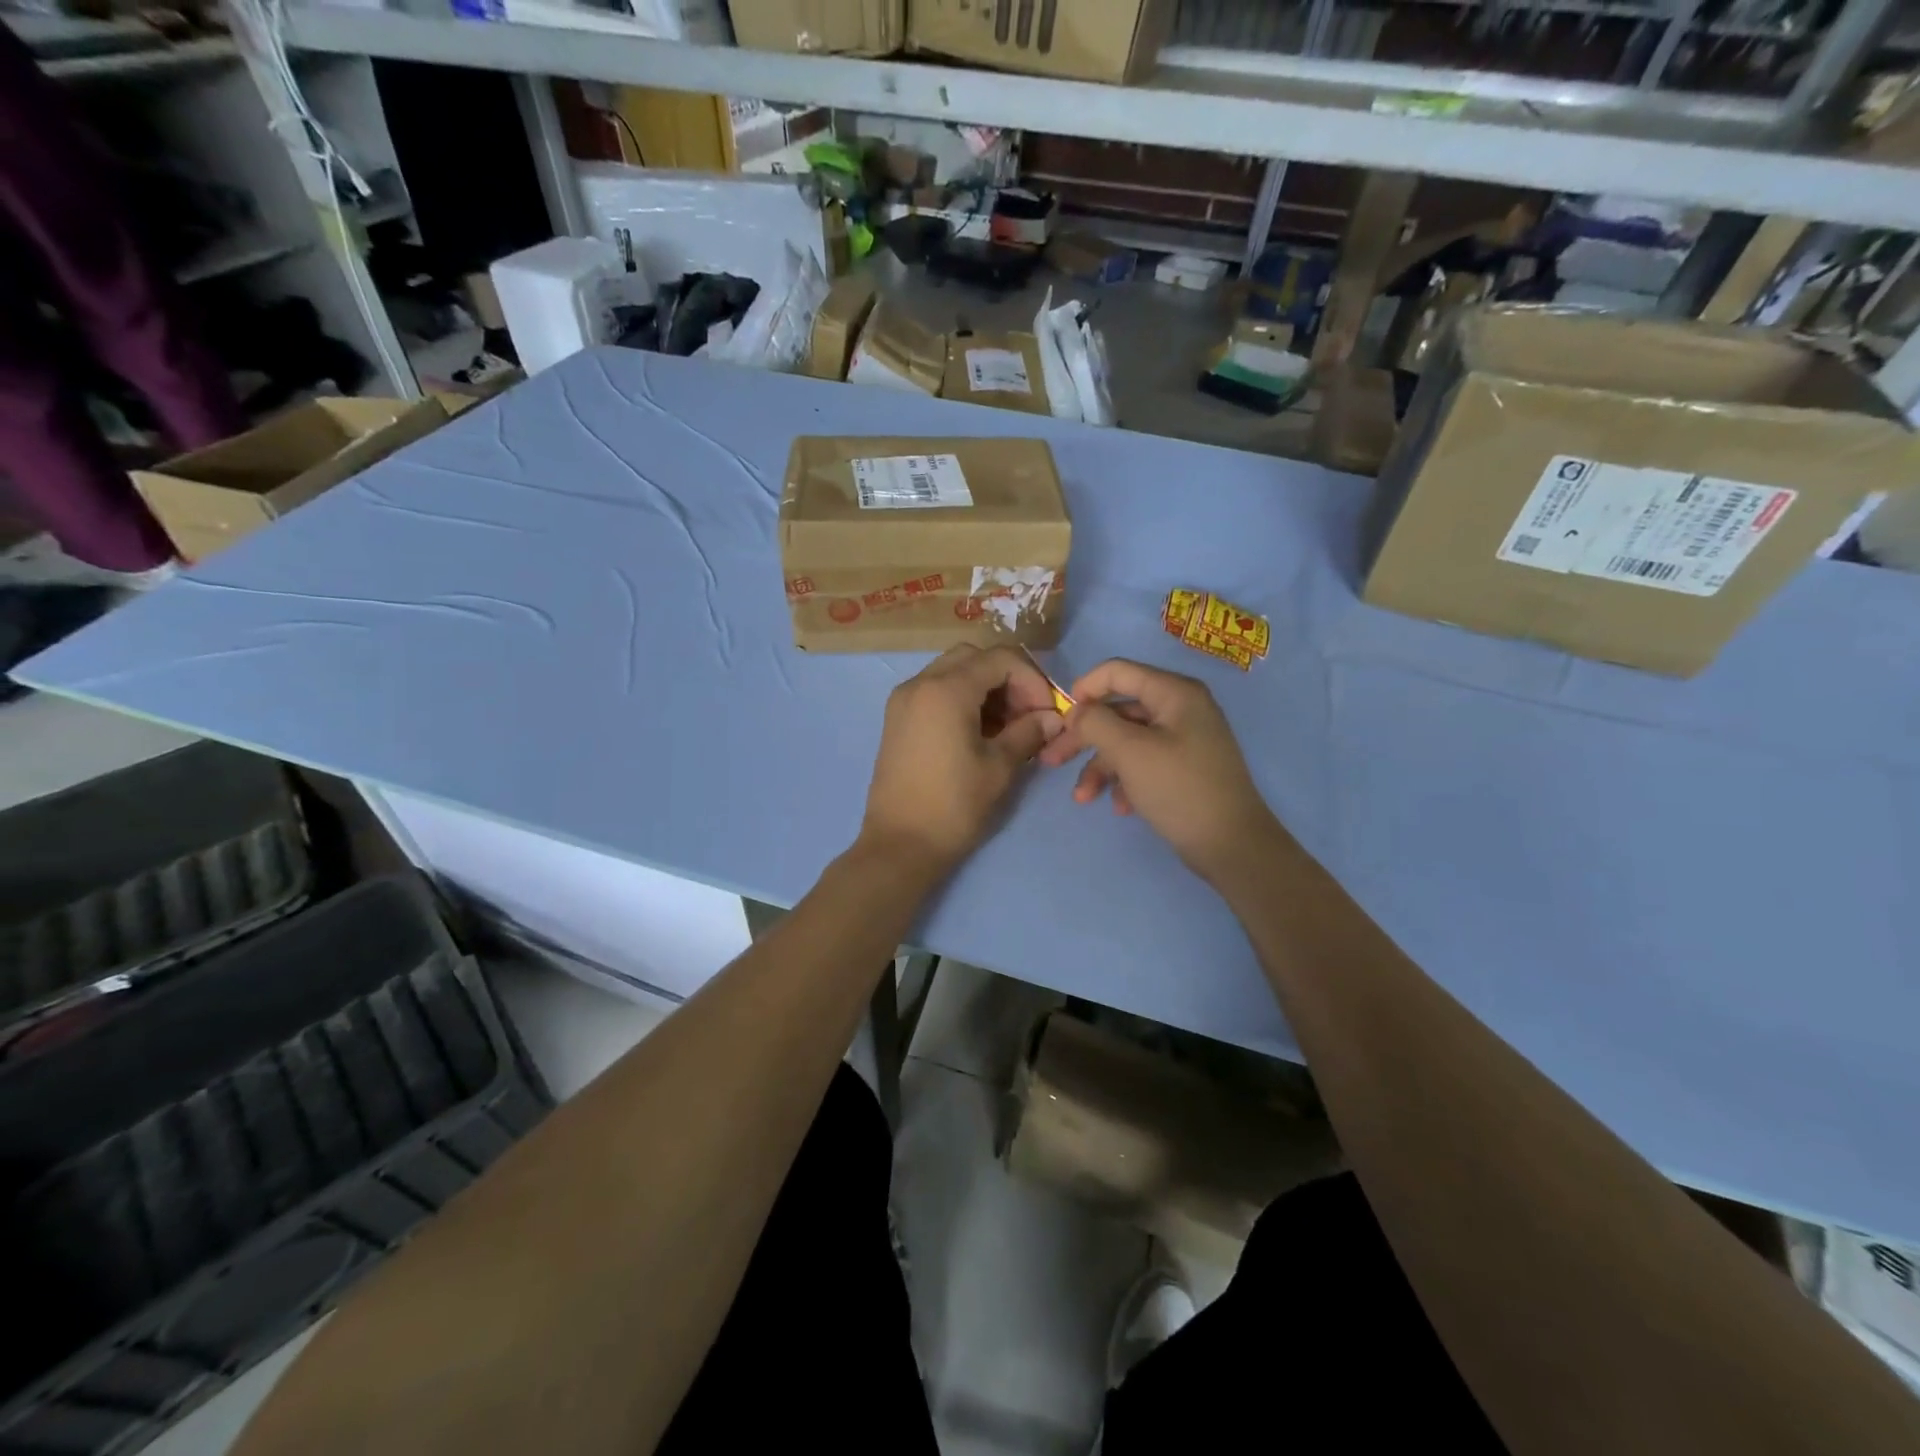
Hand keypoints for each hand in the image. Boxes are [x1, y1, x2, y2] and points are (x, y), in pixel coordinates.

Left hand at [860, 644, 1064, 874]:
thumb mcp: (999, 767)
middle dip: (1008, 679)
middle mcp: (919, 683)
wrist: (899, 845)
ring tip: (1008, 727)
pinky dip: (962, 699)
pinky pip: (935, 691)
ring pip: (953, 671)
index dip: (1032, 680)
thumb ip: (1028, 733)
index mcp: (945, 690)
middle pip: (974, 658)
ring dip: (986, 688)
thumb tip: (1053, 718)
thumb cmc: (954, 806)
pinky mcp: (898, 719)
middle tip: (1028, 714)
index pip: (1000, 659)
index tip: (1047, 712)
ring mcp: (904, 700)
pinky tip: (980, 732)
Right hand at [1038, 658, 1282, 884]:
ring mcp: (1184, 739)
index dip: (1083, 689)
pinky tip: (1120, 807)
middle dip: (1083, 738)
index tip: (1060, 719)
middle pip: (1118, 711)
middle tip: (1051, 761)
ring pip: (1127, 741)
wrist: (1232, 845)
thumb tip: (1077, 712)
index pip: (1117, 671)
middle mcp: (1181, 708)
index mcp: (1174, 693)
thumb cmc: (1179, 789)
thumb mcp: (1129, 751)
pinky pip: (1144, 763)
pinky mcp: (1184, 768)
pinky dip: (1125, 781)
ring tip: (1083, 798)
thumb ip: (1095, 723)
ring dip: (1100, 767)